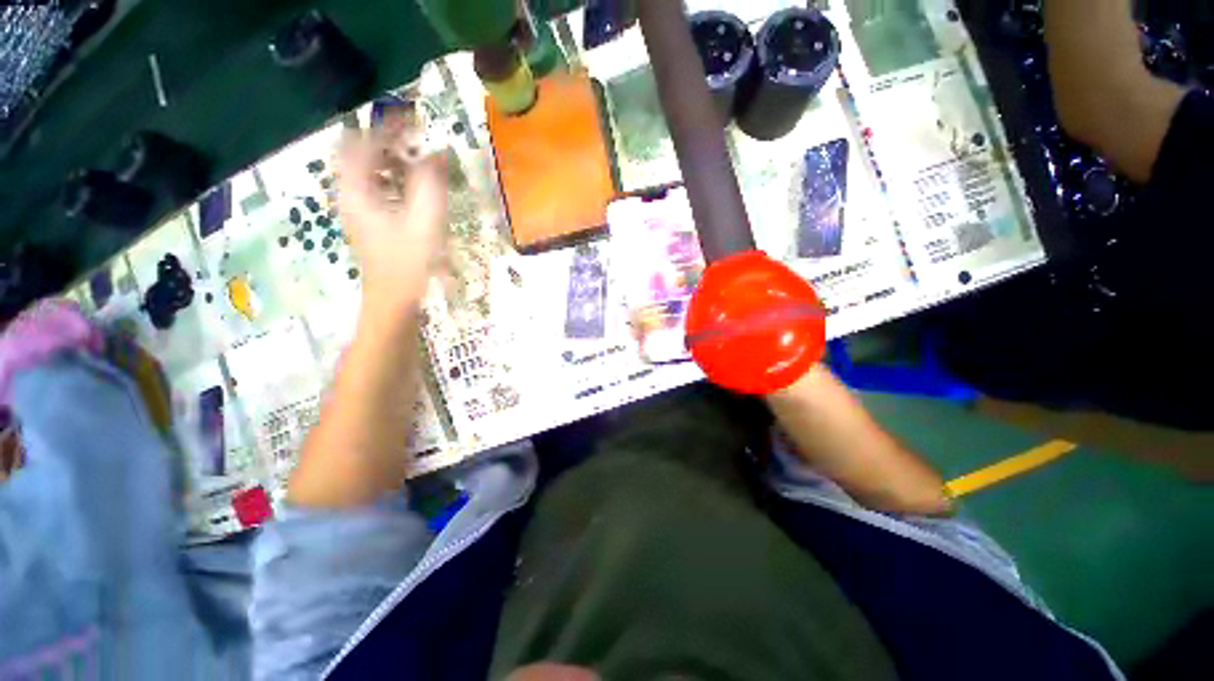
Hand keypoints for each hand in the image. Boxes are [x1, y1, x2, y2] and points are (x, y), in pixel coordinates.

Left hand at [336, 118, 446, 318]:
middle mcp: (349, 194)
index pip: (363, 143)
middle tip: (415, 139)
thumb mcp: (425, 221)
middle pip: (357, 152)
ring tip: (416, 161)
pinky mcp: (365, 220)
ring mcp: (355, 208)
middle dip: (385, 140)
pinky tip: (410, 189)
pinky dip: (390, 178)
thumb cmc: (409, 262)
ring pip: (364, 170)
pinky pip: (372, 186)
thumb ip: (430, 184)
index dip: (387, 127)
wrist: (393, 299)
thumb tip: (436, 152)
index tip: (413, 120)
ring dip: (388, 159)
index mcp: (357, 190)